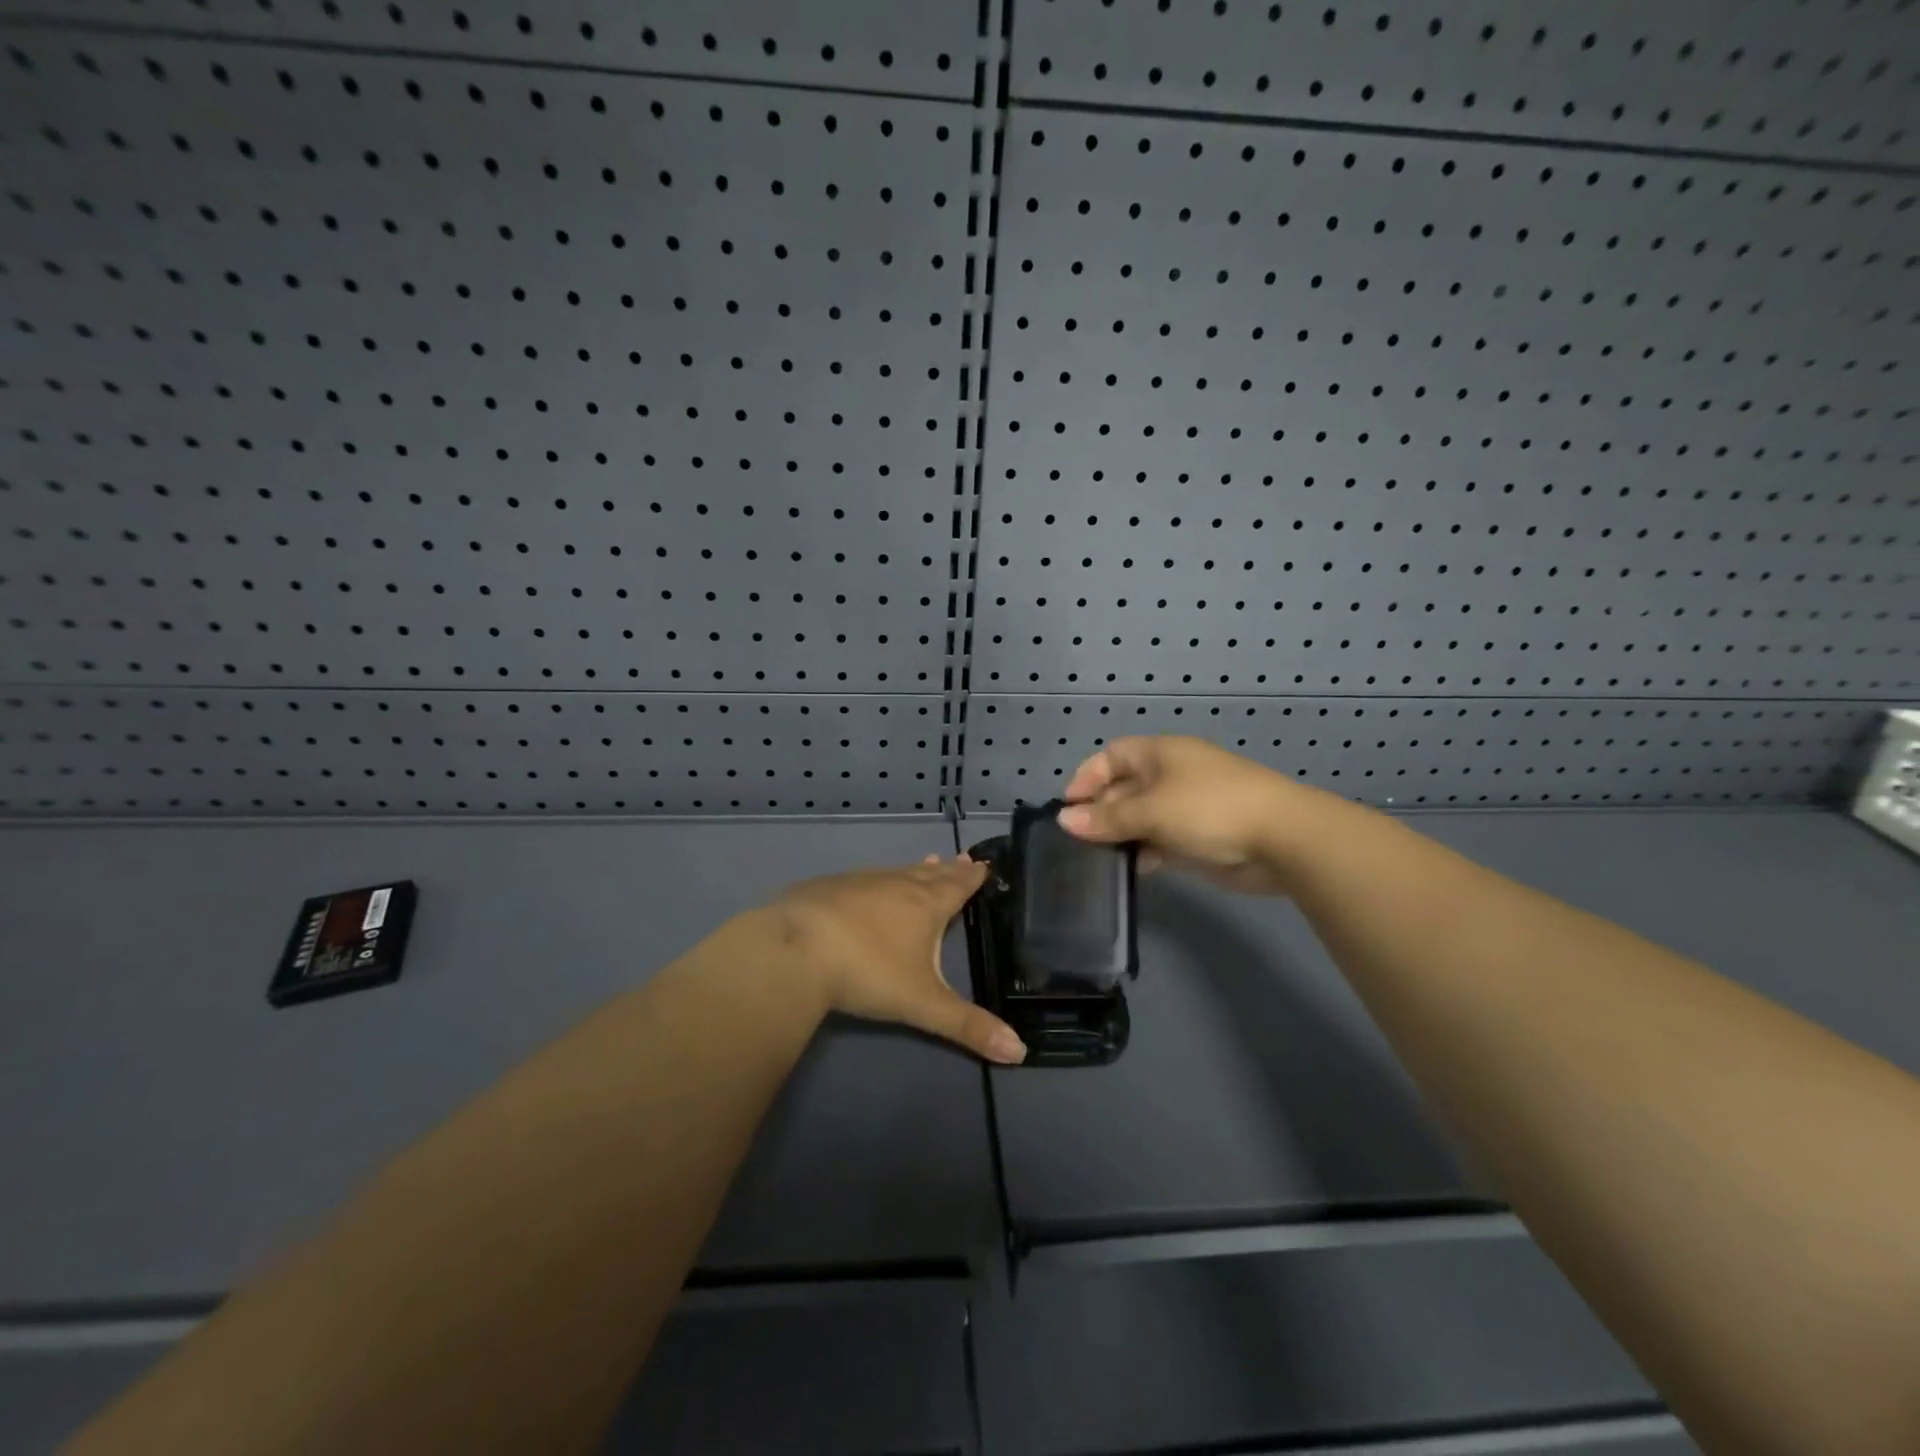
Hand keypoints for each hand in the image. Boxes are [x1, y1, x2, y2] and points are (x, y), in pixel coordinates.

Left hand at [772, 856, 1025, 1063]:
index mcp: (925, 905)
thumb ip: (968, 1027)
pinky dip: (879, 880)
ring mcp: (859, 882)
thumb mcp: (923, 1004)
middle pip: (930, 874)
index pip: (957, 886)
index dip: (973, 877)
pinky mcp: (828, 887)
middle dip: (948, 869)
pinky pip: (864, 879)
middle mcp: (896, 885)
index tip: (984, 864)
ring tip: (925, 863)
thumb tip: (1021, 1053)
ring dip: (915, 871)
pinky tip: (869, 886)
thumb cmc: (867, 971)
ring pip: (896, 873)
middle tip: (963, 858)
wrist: (794, 948)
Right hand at [1058, 736, 1328, 894]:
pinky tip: (1135, 867)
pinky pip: (1162, 838)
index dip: (1087, 777)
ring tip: (1099, 858)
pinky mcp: (1200, 835)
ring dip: (1122, 834)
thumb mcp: (1151, 812)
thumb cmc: (1209, 810)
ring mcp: (1187, 805)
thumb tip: (1064, 819)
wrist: (1283, 838)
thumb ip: (1106, 818)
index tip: (1069, 808)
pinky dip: (1146, 850)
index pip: (1112, 756)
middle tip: (1080, 840)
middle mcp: (1171, 775)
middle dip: (1101, 811)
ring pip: (1142, 816)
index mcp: (1160, 754)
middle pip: (1124, 788)